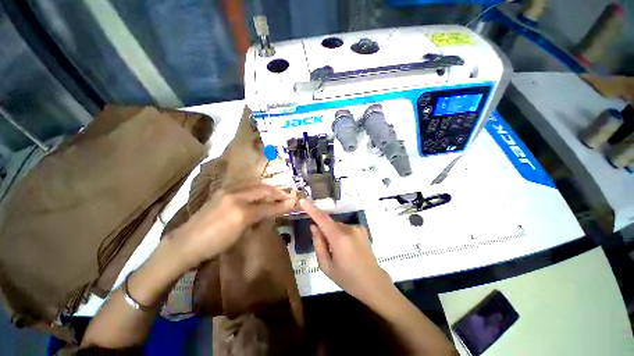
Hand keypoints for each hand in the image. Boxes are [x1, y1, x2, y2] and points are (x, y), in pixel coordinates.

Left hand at [171, 184, 295, 268]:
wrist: (187, 242)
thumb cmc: (215, 243)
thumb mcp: (240, 234)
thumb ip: (258, 218)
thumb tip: (273, 210)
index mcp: (241, 211)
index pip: (268, 205)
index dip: (282, 204)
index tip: (293, 201)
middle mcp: (236, 196)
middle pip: (262, 190)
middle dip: (276, 192)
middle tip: (286, 195)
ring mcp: (227, 191)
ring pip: (254, 185)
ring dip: (267, 188)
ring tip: (275, 192)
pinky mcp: (222, 191)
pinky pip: (244, 186)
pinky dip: (256, 187)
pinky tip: (259, 191)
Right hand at [300, 198, 391, 302]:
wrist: (373, 282)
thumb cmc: (347, 278)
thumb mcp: (326, 266)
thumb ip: (318, 244)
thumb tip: (314, 226)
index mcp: (339, 239)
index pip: (322, 219)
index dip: (311, 209)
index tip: (303, 200)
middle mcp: (349, 229)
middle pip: (329, 224)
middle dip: (324, 232)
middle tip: (327, 249)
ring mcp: (357, 227)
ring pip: (337, 226)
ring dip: (334, 234)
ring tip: (340, 252)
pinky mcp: (362, 228)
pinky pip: (345, 228)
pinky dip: (342, 234)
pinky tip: (348, 248)